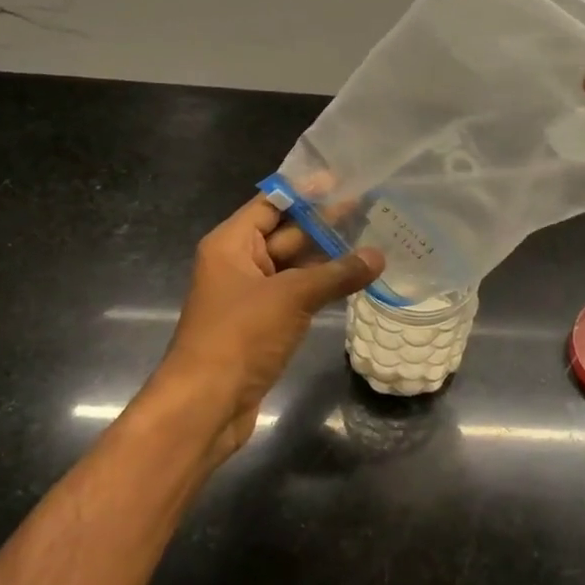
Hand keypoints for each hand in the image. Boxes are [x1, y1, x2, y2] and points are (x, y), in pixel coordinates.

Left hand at [154, 196, 383, 455]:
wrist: (205, 405)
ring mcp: (251, 296)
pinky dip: (321, 286)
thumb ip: (336, 274)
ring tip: (370, 238)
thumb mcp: (290, 297)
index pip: (270, 204)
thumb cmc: (239, 336)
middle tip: (367, 207)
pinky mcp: (263, 324)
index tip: (342, 179)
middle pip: (284, 233)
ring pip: (293, 266)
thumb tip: (379, 256)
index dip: (304, 191)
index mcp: (231, 244)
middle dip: (323, 222)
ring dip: (327, 256)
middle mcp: (238, 263)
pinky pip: (296, 294)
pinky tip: (353, 279)